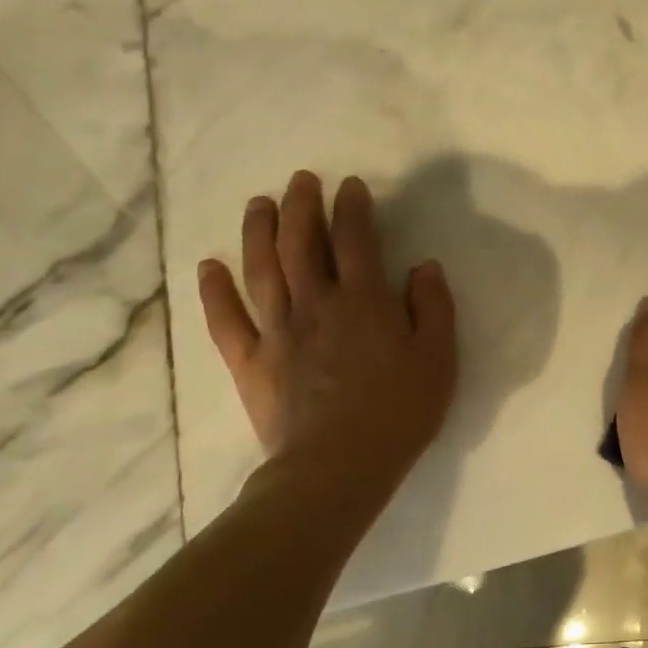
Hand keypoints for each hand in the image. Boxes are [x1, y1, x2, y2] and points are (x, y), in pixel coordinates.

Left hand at [197, 170, 456, 494]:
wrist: (338, 466)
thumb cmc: (399, 411)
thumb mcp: (438, 358)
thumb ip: (433, 307)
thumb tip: (424, 267)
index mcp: (364, 301)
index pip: (356, 239)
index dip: (352, 208)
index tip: (351, 186)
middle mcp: (316, 304)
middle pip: (301, 243)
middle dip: (301, 205)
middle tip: (301, 181)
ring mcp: (277, 331)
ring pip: (261, 269)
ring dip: (257, 231)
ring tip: (258, 204)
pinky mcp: (250, 362)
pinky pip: (226, 320)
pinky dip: (214, 291)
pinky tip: (208, 266)